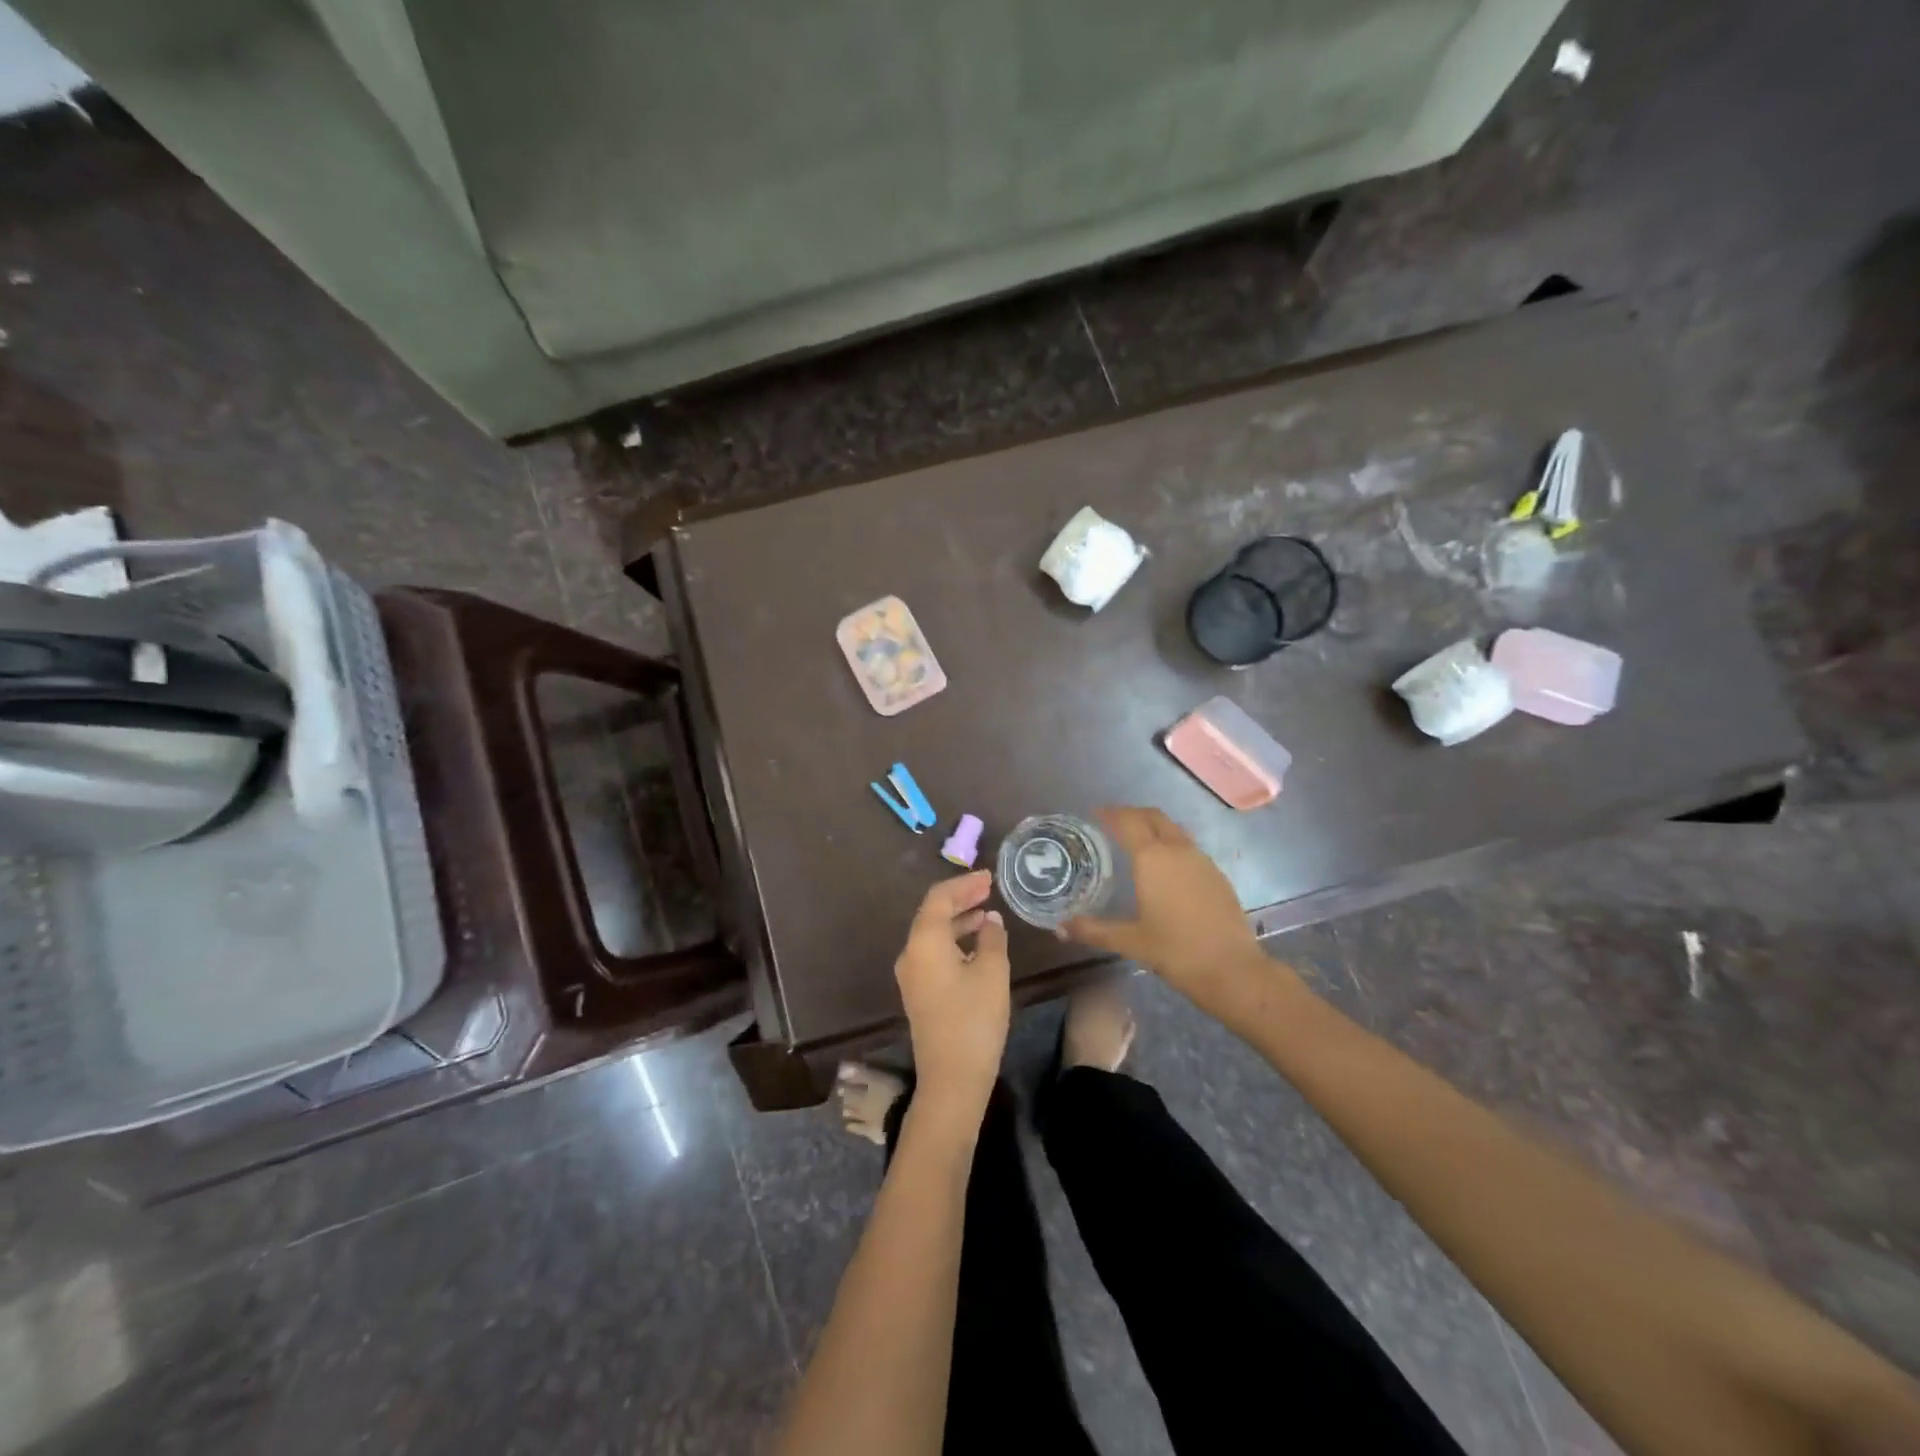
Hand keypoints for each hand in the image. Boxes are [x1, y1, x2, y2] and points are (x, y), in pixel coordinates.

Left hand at [893, 870, 1010, 1117]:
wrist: (951, 1079)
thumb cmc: (974, 1019)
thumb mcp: (991, 973)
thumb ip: (991, 939)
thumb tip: (990, 921)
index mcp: (924, 942)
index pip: (939, 898)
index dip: (964, 884)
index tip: (988, 877)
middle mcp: (910, 953)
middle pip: (933, 914)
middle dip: (961, 899)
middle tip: (988, 889)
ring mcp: (911, 975)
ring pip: (933, 934)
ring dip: (958, 920)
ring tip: (987, 913)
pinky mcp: (918, 992)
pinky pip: (933, 952)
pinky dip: (954, 940)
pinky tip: (977, 944)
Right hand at [1065, 807, 1293, 1011]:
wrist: (1232, 969)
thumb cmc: (1175, 951)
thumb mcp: (1130, 941)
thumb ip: (1094, 930)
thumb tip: (1060, 928)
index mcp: (1152, 859)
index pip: (1128, 822)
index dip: (1111, 813)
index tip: (1096, 812)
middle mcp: (1177, 850)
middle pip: (1153, 817)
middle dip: (1132, 813)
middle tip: (1114, 821)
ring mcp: (1202, 860)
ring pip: (1174, 830)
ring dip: (1154, 827)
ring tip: (1137, 841)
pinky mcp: (1217, 875)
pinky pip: (1188, 847)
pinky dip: (1171, 844)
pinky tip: (1165, 868)